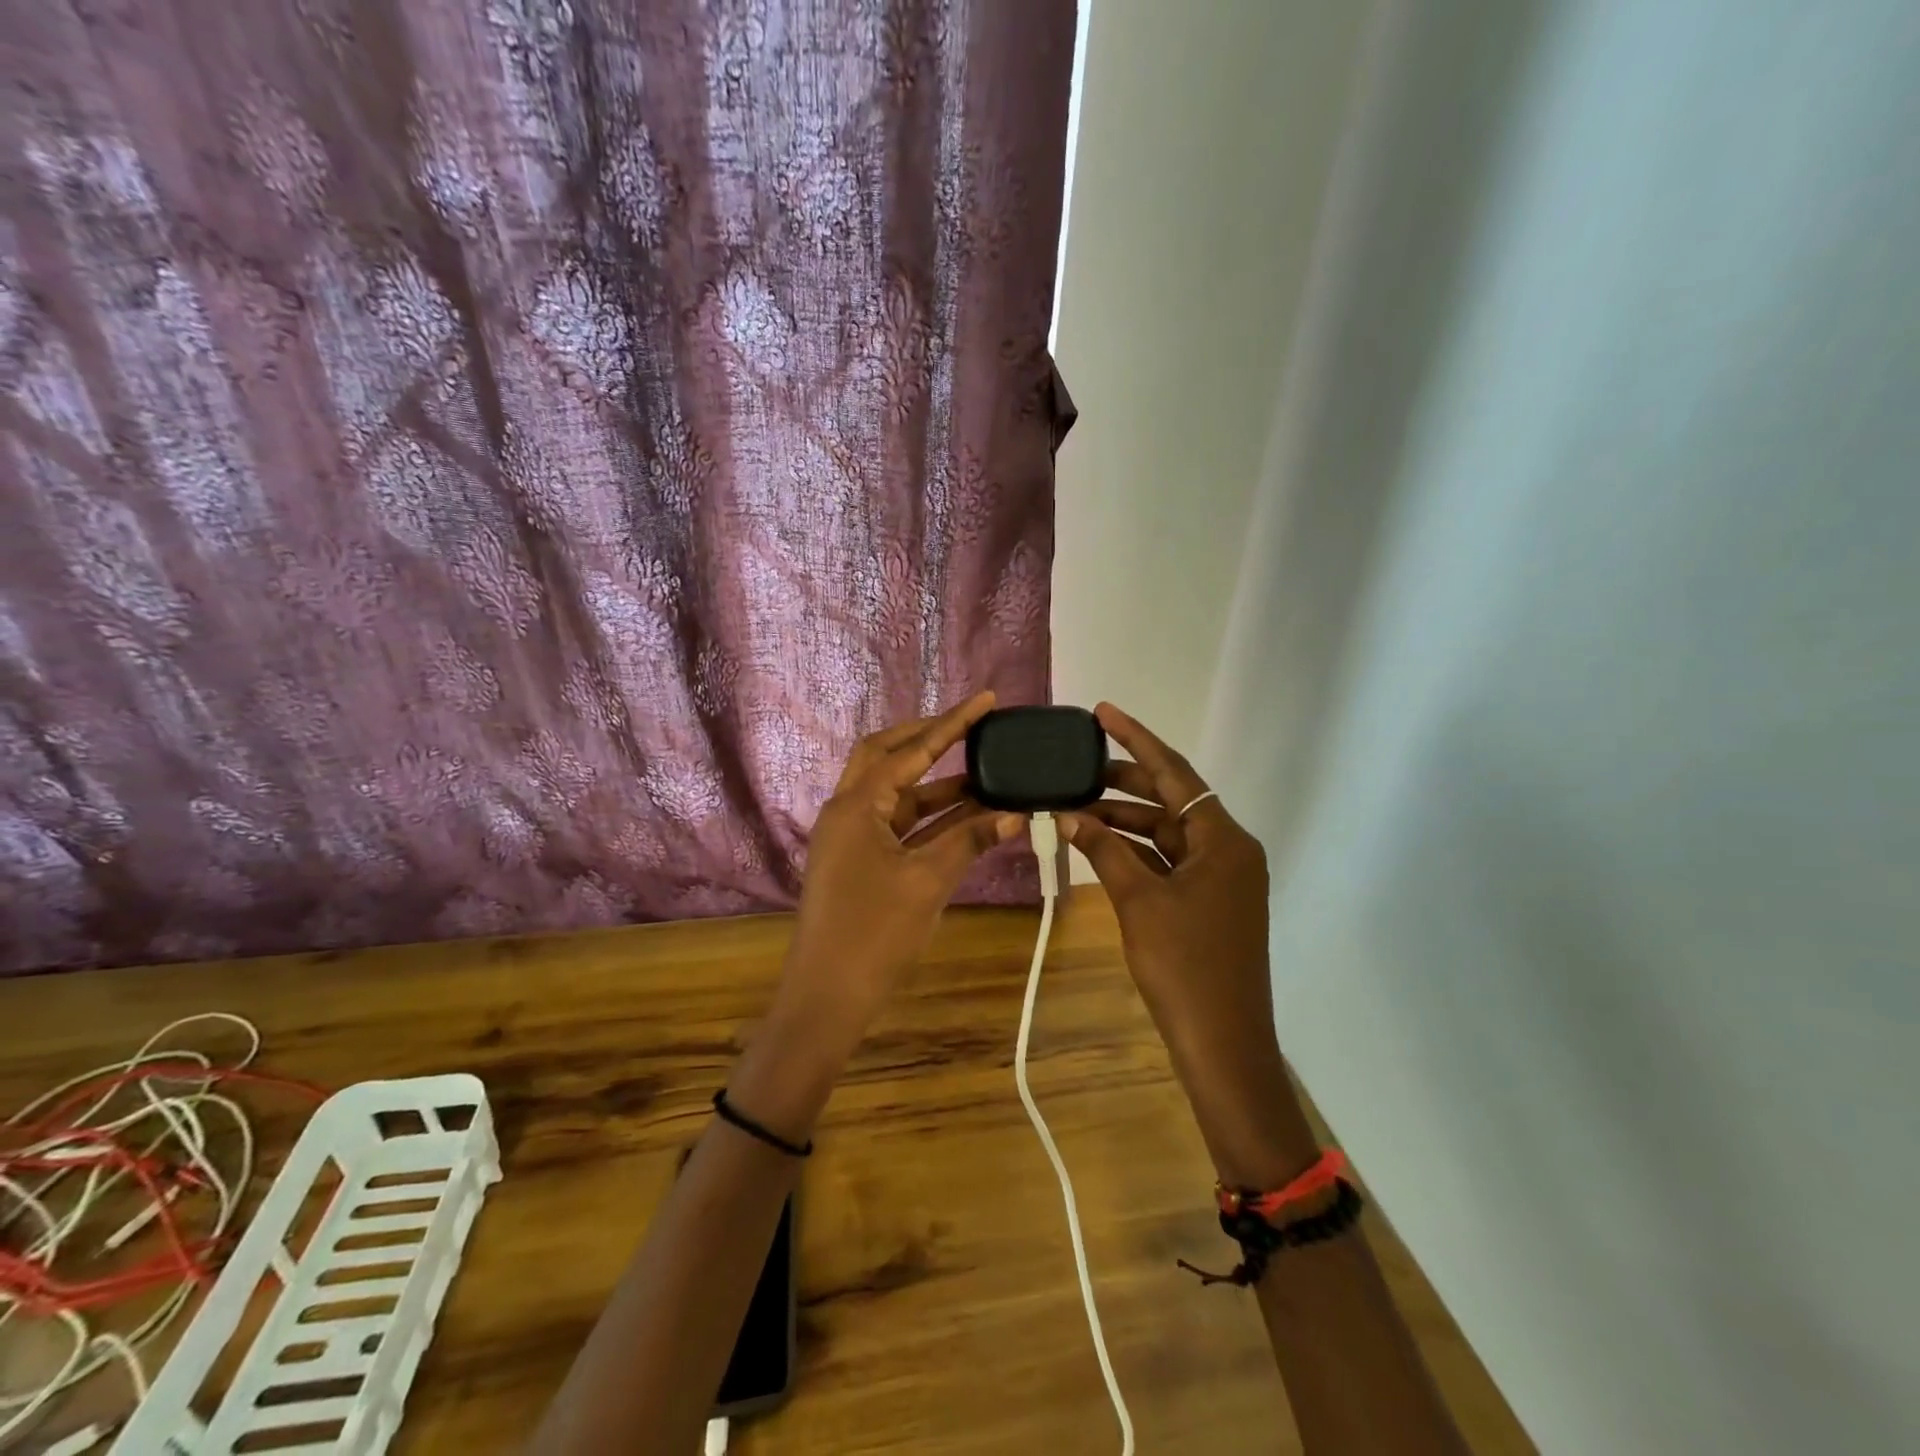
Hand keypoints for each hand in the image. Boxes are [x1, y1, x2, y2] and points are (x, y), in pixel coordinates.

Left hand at [776, 691, 1021, 1045]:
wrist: (827, 997)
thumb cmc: (874, 934)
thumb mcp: (928, 882)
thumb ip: (970, 840)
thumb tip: (1015, 813)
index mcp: (856, 806)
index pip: (910, 750)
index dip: (951, 724)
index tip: (984, 701)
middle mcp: (847, 811)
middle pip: (888, 756)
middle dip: (929, 738)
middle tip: (971, 727)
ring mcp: (850, 837)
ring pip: (896, 794)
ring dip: (937, 784)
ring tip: (985, 774)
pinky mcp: (858, 861)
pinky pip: (897, 825)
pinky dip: (930, 817)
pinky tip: (967, 816)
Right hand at [1060, 703, 1314, 1184]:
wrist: (1222, 1043)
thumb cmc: (1184, 967)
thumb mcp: (1138, 901)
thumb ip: (1104, 850)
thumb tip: (1068, 814)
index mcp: (1224, 839)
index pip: (1176, 772)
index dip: (1136, 738)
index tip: (1102, 712)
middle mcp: (1229, 849)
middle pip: (1172, 799)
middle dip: (1124, 781)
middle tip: (1077, 767)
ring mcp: (1222, 877)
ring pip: (1167, 831)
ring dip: (1125, 819)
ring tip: (1076, 807)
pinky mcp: (1210, 901)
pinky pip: (1169, 860)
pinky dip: (1136, 851)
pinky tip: (1099, 844)